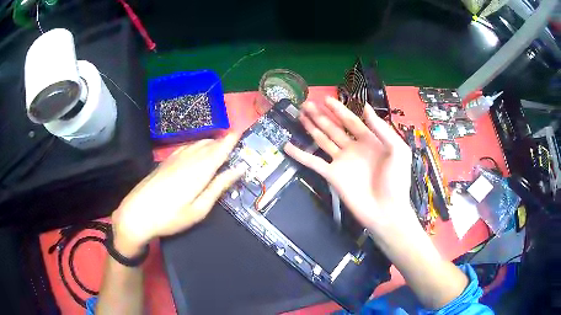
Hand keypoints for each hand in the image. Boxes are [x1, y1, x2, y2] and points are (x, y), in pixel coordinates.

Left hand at [112, 134, 243, 255]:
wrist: (137, 214)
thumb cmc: (171, 216)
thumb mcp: (199, 208)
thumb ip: (218, 187)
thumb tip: (238, 170)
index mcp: (199, 170)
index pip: (219, 150)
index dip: (231, 140)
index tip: (241, 132)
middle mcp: (188, 159)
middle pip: (209, 145)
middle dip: (223, 141)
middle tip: (235, 143)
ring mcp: (175, 158)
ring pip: (197, 144)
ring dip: (211, 142)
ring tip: (220, 146)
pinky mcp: (166, 161)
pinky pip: (186, 146)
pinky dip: (197, 145)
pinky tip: (197, 150)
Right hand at [284, 97, 413, 230]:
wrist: (386, 211)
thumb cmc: (396, 181)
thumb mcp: (397, 151)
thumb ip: (382, 129)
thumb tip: (366, 108)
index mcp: (369, 141)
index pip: (351, 120)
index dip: (339, 109)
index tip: (327, 99)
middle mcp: (353, 148)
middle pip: (334, 127)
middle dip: (321, 115)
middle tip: (307, 103)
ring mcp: (341, 162)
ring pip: (323, 140)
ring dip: (311, 127)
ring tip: (300, 115)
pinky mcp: (332, 176)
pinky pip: (313, 162)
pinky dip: (300, 155)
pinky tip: (288, 146)